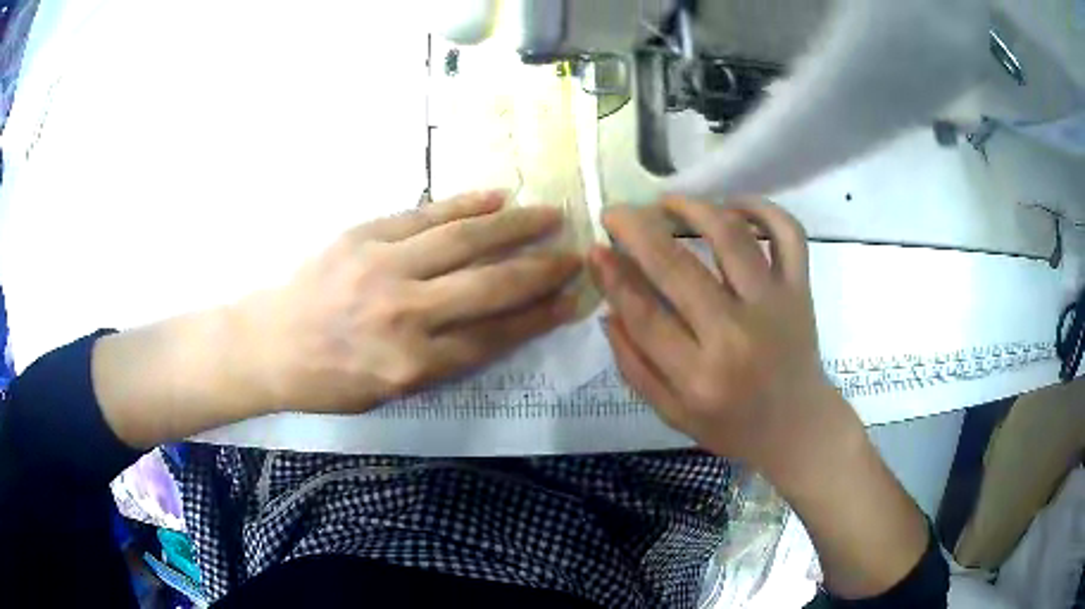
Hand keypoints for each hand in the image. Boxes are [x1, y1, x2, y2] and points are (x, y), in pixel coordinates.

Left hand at [241, 191, 581, 413]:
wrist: (268, 344)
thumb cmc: (327, 380)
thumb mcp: (388, 392)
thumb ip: (441, 361)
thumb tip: (493, 326)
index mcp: (412, 365)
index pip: (494, 335)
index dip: (539, 316)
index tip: (572, 300)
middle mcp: (405, 314)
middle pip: (490, 285)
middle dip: (541, 269)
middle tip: (577, 254)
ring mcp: (384, 266)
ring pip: (465, 240)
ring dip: (515, 226)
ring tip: (551, 214)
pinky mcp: (364, 234)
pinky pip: (425, 214)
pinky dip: (465, 204)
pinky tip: (497, 197)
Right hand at [589, 197, 843, 473]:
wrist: (798, 425)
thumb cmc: (733, 426)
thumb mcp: (673, 414)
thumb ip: (635, 366)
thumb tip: (609, 310)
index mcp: (700, 376)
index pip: (645, 314)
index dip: (613, 277)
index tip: (594, 249)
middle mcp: (736, 334)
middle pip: (678, 267)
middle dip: (637, 230)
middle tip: (616, 213)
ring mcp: (774, 305)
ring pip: (732, 235)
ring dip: (693, 208)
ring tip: (667, 203)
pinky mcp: (800, 289)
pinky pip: (788, 233)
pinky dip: (763, 209)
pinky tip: (734, 206)